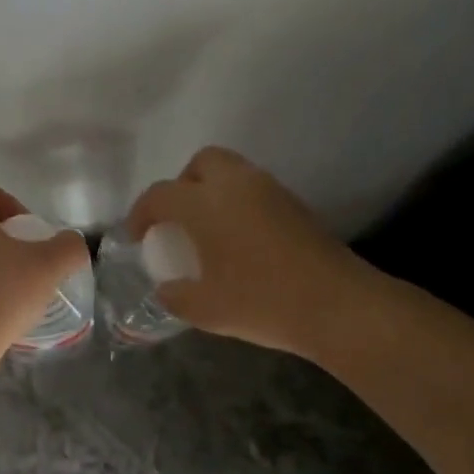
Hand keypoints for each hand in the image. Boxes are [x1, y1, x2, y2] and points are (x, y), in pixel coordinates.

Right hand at [126, 147, 385, 357]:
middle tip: (176, 221)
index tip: (137, 237)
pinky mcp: (295, 205)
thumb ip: (176, 296)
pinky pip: (254, 190)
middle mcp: (236, 185)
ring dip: (212, 192)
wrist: (337, 305)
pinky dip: (237, 204)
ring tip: (207, 232)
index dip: (141, 214)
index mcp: (205, 204)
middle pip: (201, 164)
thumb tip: (167, 290)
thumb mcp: (205, 309)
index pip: (160, 195)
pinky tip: (238, 241)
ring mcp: (270, 191)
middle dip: (181, 186)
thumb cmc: (261, 302)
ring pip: (232, 172)